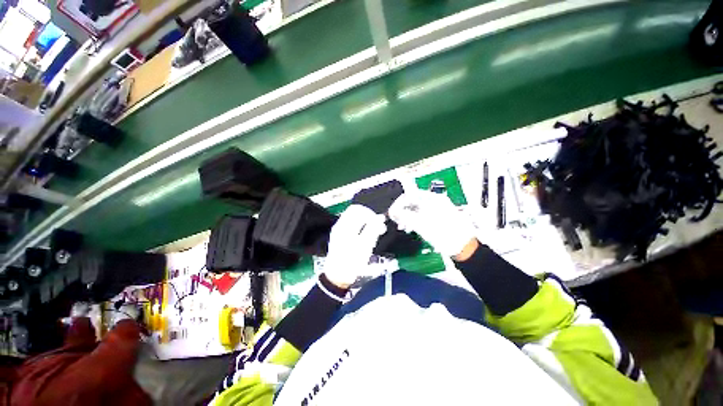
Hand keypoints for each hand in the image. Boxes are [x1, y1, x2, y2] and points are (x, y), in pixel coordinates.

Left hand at [323, 205, 387, 287]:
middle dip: (369, 217)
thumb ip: (373, 230)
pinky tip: (367, 237)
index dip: (370, 213)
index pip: (358, 209)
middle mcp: (340, 225)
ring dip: (366, 222)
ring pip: (355, 219)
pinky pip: (352, 225)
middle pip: (356, 212)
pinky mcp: (340, 236)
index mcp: (344, 226)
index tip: (379, 223)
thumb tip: (380, 217)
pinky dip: (361, 227)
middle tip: (379, 227)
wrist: (337, 278)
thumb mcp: (365, 247)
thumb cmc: (351, 263)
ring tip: (375, 233)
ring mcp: (339, 230)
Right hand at [388, 190, 476, 257]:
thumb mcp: (420, 224)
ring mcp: (437, 209)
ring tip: (403, 226)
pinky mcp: (438, 217)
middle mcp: (435, 201)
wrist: (464, 248)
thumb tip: (392, 211)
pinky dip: (415, 220)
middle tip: (396, 220)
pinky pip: (422, 215)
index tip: (392, 213)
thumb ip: (404, 216)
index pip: (409, 196)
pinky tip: (412, 227)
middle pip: (413, 202)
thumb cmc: (443, 234)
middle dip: (402, 210)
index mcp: (431, 199)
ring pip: (417, 209)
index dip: (398, 204)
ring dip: (407, 216)